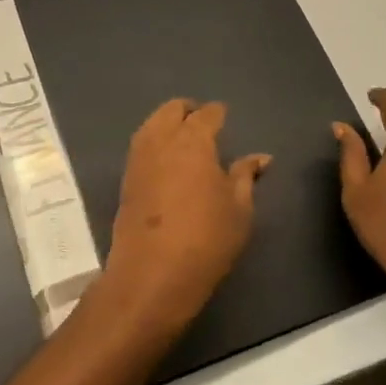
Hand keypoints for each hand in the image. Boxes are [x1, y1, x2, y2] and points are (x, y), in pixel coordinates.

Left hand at [101, 99, 270, 332]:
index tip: (225, 118)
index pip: (207, 114)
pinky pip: (141, 147)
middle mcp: (161, 141)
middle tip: (204, 124)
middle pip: (171, 110)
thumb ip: (246, 176)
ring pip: (151, 125)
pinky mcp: (125, 181)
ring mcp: (138, 160)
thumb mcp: (239, 208)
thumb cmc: (207, 239)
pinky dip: (155, 143)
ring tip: (185, 140)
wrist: (152, 274)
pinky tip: (168, 160)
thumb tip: (260, 157)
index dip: (218, 113)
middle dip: (188, 110)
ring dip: (167, 123)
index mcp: (193, 141)